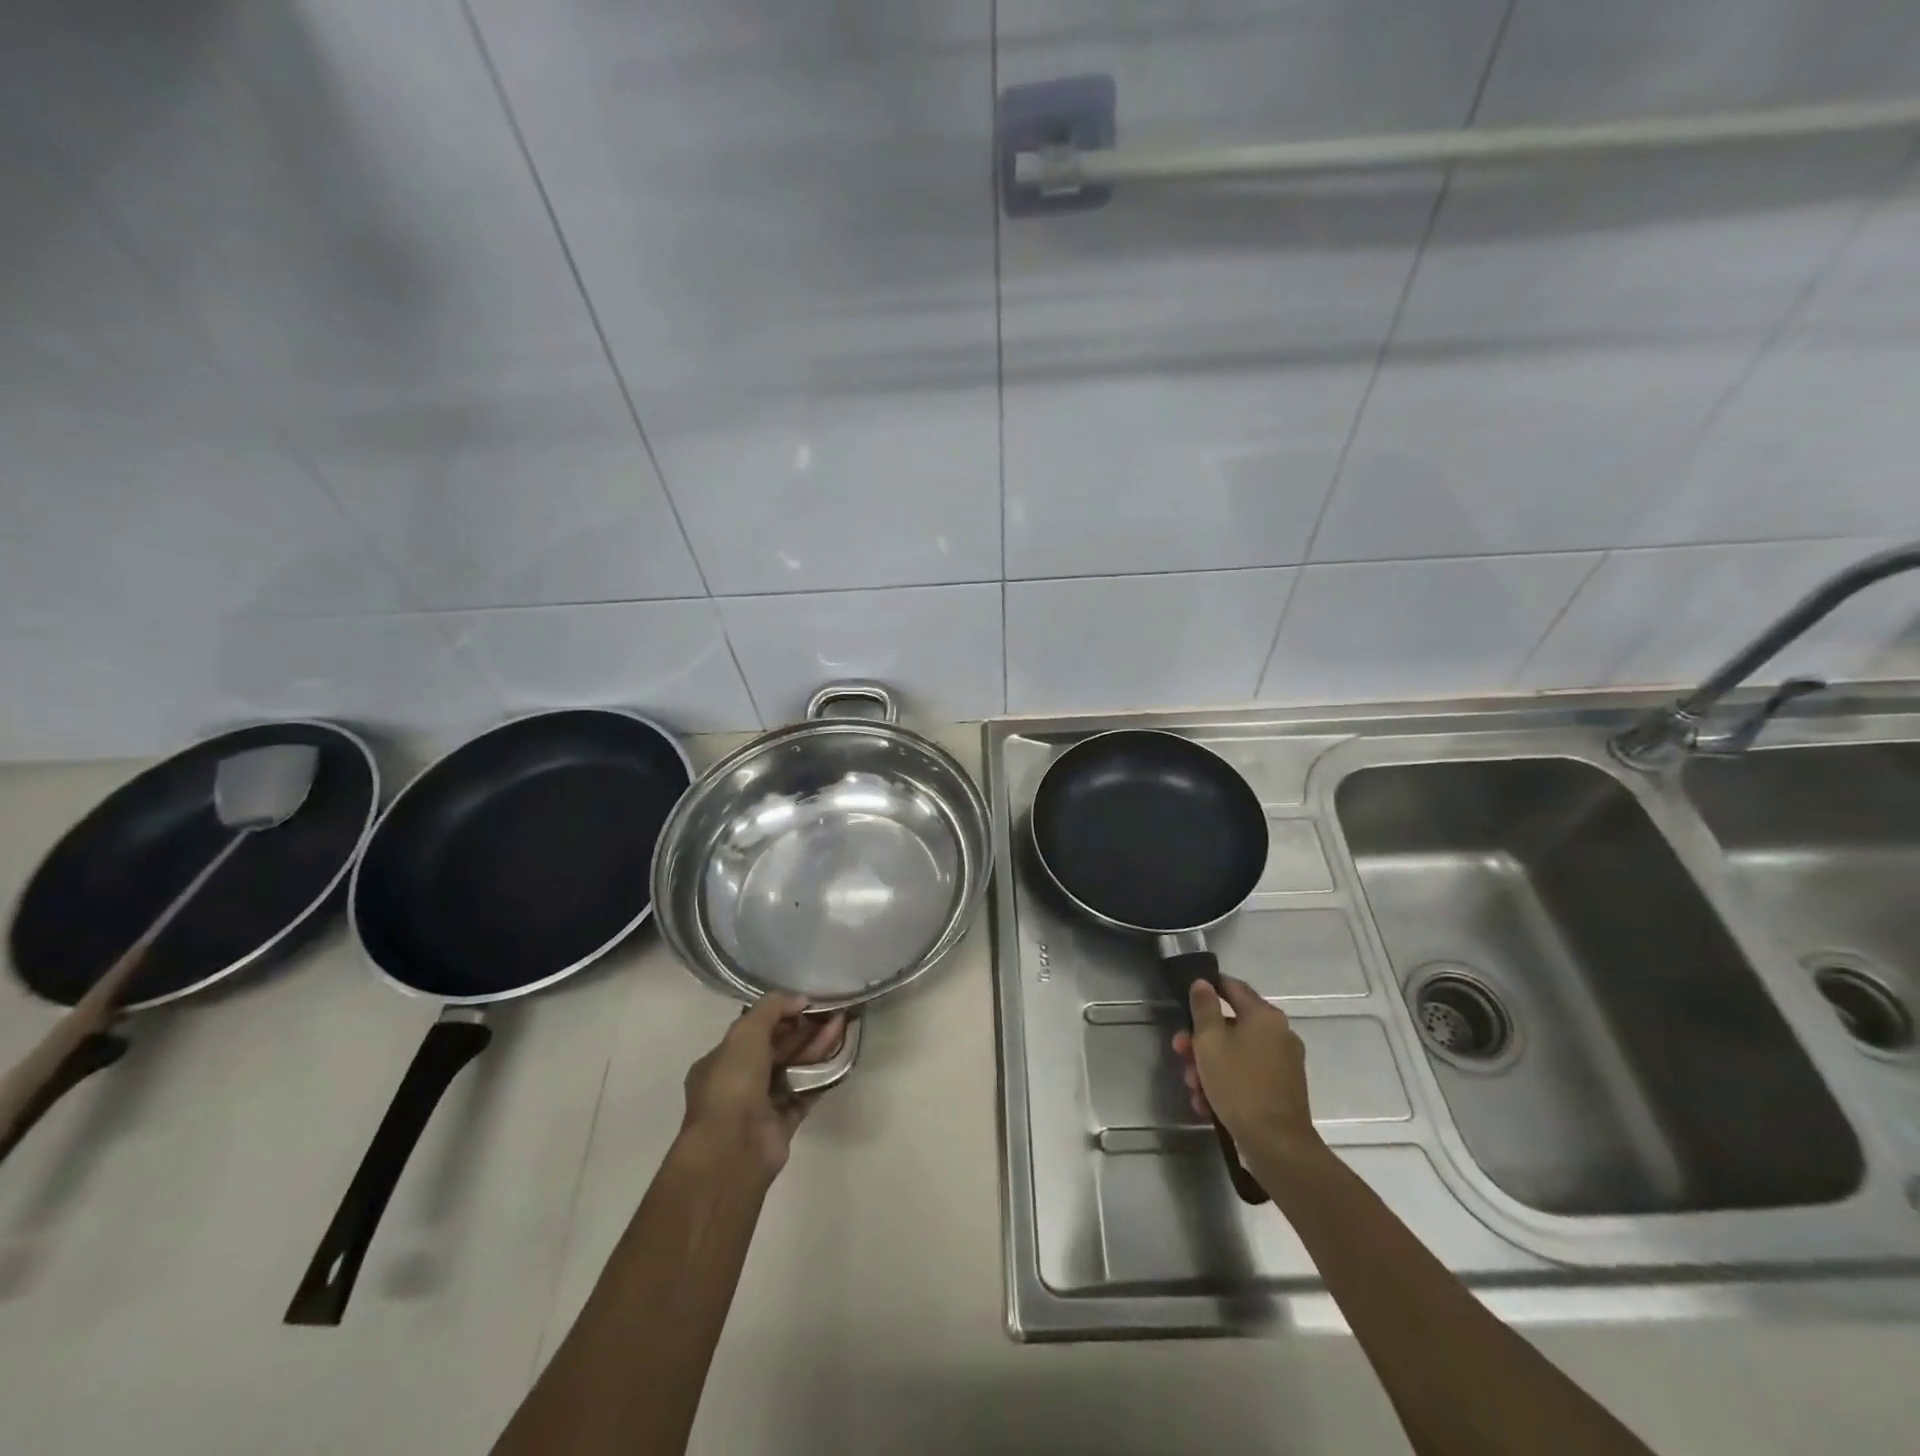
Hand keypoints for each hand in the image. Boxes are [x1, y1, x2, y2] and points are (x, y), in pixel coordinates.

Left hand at [682, 996, 845, 1180]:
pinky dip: (821, 1077)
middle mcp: (738, 1082)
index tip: (807, 1003)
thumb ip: (773, 1008)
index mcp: (721, 1060)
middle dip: (804, 1030)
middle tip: (832, 1013)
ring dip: (816, 1049)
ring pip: (793, 1070)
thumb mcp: (746, 1031)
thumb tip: (800, 998)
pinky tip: (840, 1059)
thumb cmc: (732, 1083)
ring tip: (842, 1028)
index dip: (781, 1015)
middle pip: (777, 1049)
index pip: (754, 1030)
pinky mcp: (782, 1125)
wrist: (733, 1148)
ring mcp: (760, 1105)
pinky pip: (805, 1094)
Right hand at [1171, 976, 1318, 1160]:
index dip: (1208, 988)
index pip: (1232, 987)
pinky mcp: (1283, 1090)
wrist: (1277, 1145)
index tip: (1185, 1000)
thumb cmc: (1239, 1084)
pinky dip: (1227, 1083)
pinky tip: (1207, 1104)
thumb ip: (1204, 1008)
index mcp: (1264, 1016)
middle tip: (1180, 1053)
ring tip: (1192, 1088)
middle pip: (1231, 1025)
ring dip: (1209, 1066)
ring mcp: (1284, 1064)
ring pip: (1236, 1053)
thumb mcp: (1209, 1042)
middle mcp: (1279, 1034)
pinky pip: (1247, 1075)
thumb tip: (1202, 983)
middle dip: (1200, 1040)